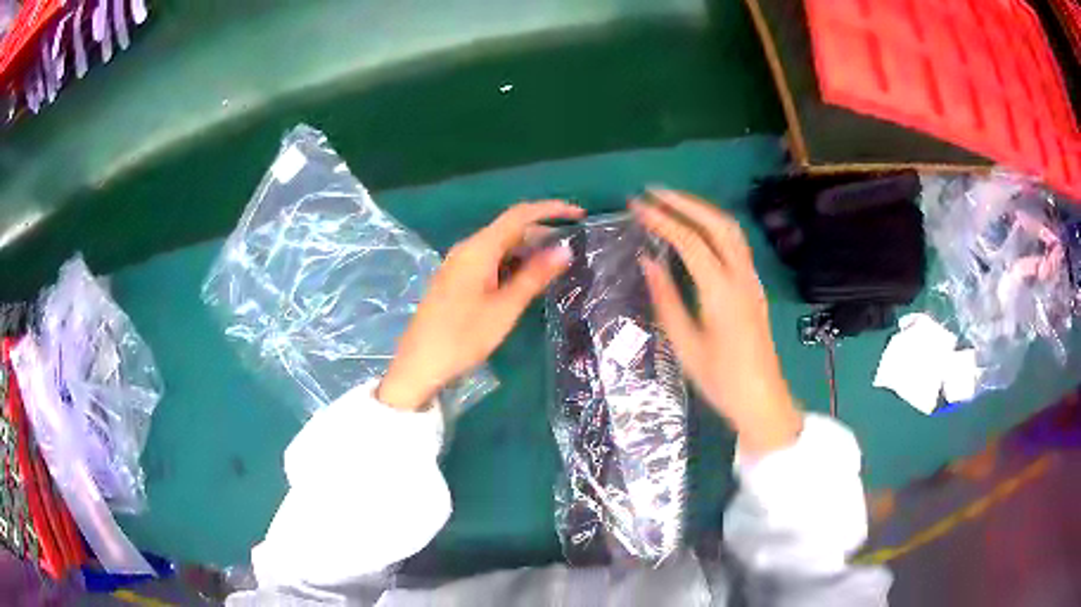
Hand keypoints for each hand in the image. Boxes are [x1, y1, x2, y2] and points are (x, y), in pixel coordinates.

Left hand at [377, 201, 583, 410]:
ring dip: (528, 249)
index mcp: (479, 249)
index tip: (578, 215)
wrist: (420, 364)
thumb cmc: (463, 337)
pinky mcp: (456, 279)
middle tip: (571, 248)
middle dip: (542, 232)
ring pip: (500, 245)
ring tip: (555, 264)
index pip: (519, 215)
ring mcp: (459, 263)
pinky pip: (489, 259)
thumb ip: (534, 276)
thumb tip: (564, 250)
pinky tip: (526, 278)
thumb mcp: (505, 308)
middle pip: (509, 228)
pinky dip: (512, 262)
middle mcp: (467, 248)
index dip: (550, 210)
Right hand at [631, 189, 801, 454]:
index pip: (690, 242)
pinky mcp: (754, 287)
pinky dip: (714, 226)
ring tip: (673, 202)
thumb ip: (667, 299)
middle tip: (653, 193)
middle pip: (716, 224)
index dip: (663, 220)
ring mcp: (751, 280)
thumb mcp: (686, 345)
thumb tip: (648, 261)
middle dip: (684, 202)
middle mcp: (741, 277)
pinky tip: (698, 230)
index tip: (638, 207)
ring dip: (702, 210)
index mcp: (721, 292)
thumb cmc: (721, 380)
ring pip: (731, 230)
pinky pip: (736, 244)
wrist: (762, 399)